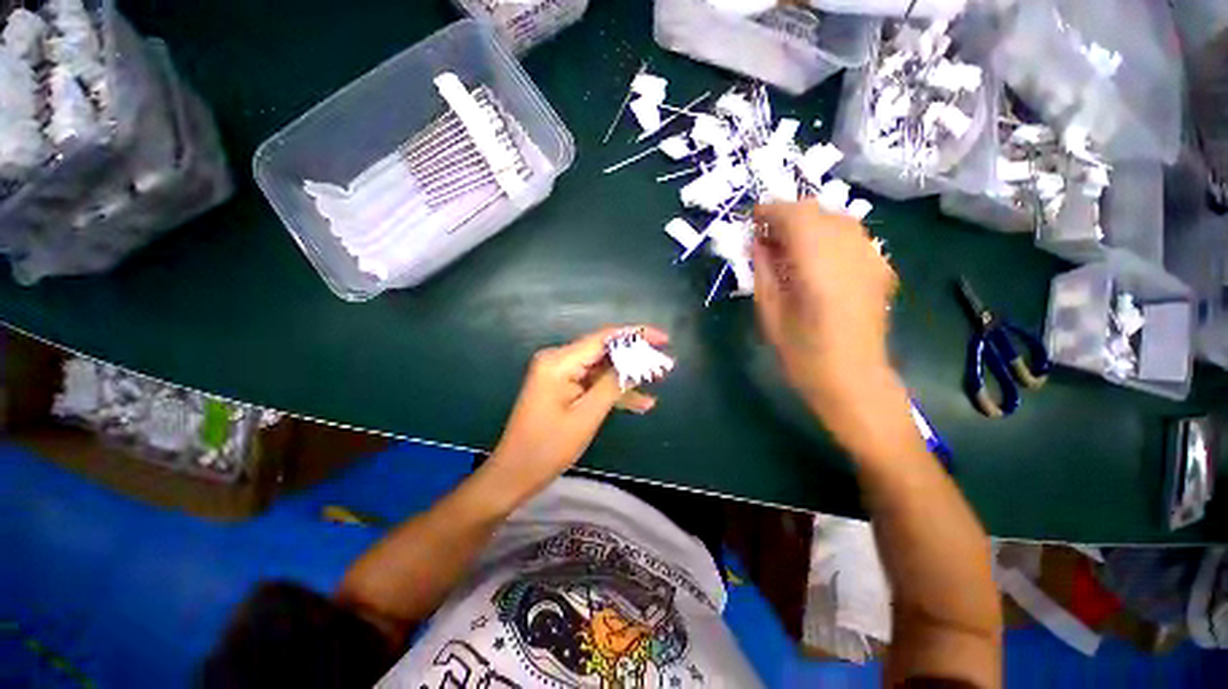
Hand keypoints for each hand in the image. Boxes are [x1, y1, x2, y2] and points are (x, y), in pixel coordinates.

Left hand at [489, 326, 668, 493]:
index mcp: (559, 361)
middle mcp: (558, 360)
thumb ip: (613, 384)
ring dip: (627, 376)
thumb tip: (637, 361)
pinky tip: (640, 402)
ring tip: (659, 381)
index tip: (663, 339)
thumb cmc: (548, 447)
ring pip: (602, 368)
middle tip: (664, 365)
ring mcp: (560, 373)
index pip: (604, 338)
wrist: (515, 473)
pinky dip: (613, 391)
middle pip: (604, 351)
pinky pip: (593, 383)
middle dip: (635, 357)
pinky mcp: (562, 387)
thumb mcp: (586, 415)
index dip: (636, 335)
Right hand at [752, 200, 897, 414]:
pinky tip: (816, 260)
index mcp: (818, 264)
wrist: (853, 379)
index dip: (770, 211)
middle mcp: (850, 251)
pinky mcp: (881, 267)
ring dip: (809, 224)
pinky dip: (828, 237)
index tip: (752, 218)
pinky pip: (851, 237)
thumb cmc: (802, 353)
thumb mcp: (769, 312)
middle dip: (788, 216)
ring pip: (837, 219)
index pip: (795, 215)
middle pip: (818, 211)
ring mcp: (871, 257)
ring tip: (788, 247)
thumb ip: (763, 270)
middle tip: (766, 236)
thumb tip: (757, 242)